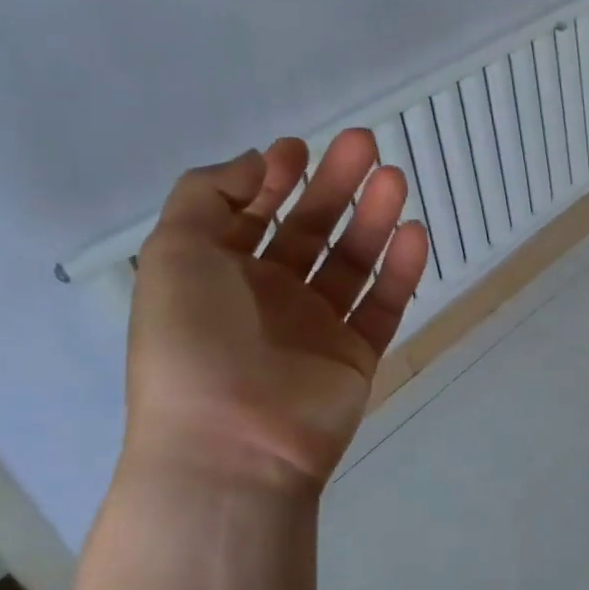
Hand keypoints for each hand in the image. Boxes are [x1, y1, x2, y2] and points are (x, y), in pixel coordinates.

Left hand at [124, 129, 429, 496]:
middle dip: (335, 186)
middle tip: (364, 145)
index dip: (273, 180)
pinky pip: (383, 305)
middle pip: (310, 231)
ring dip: (374, 218)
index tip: (298, 148)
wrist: (232, 444)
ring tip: (395, 179)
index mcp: (218, 277)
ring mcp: (316, 329)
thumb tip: (255, 162)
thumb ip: (205, 194)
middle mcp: (268, 299)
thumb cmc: (192, 341)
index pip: (252, 216)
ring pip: (352, 262)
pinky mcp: (357, 356)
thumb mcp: (174, 253)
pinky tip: (414, 234)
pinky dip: (401, 270)